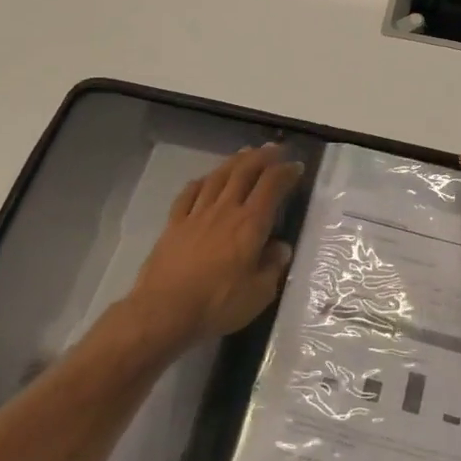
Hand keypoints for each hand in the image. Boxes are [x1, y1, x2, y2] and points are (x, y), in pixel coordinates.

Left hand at [126, 144, 303, 344]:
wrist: (164, 311)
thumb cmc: (217, 304)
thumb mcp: (259, 293)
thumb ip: (272, 267)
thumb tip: (281, 247)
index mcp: (250, 224)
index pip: (272, 187)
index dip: (285, 172)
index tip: (296, 166)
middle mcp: (224, 210)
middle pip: (244, 173)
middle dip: (261, 157)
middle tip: (273, 149)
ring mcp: (196, 215)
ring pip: (217, 178)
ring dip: (234, 162)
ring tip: (244, 154)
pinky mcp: (174, 224)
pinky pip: (188, 194)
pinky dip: (201, 182)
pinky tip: (204, 180)